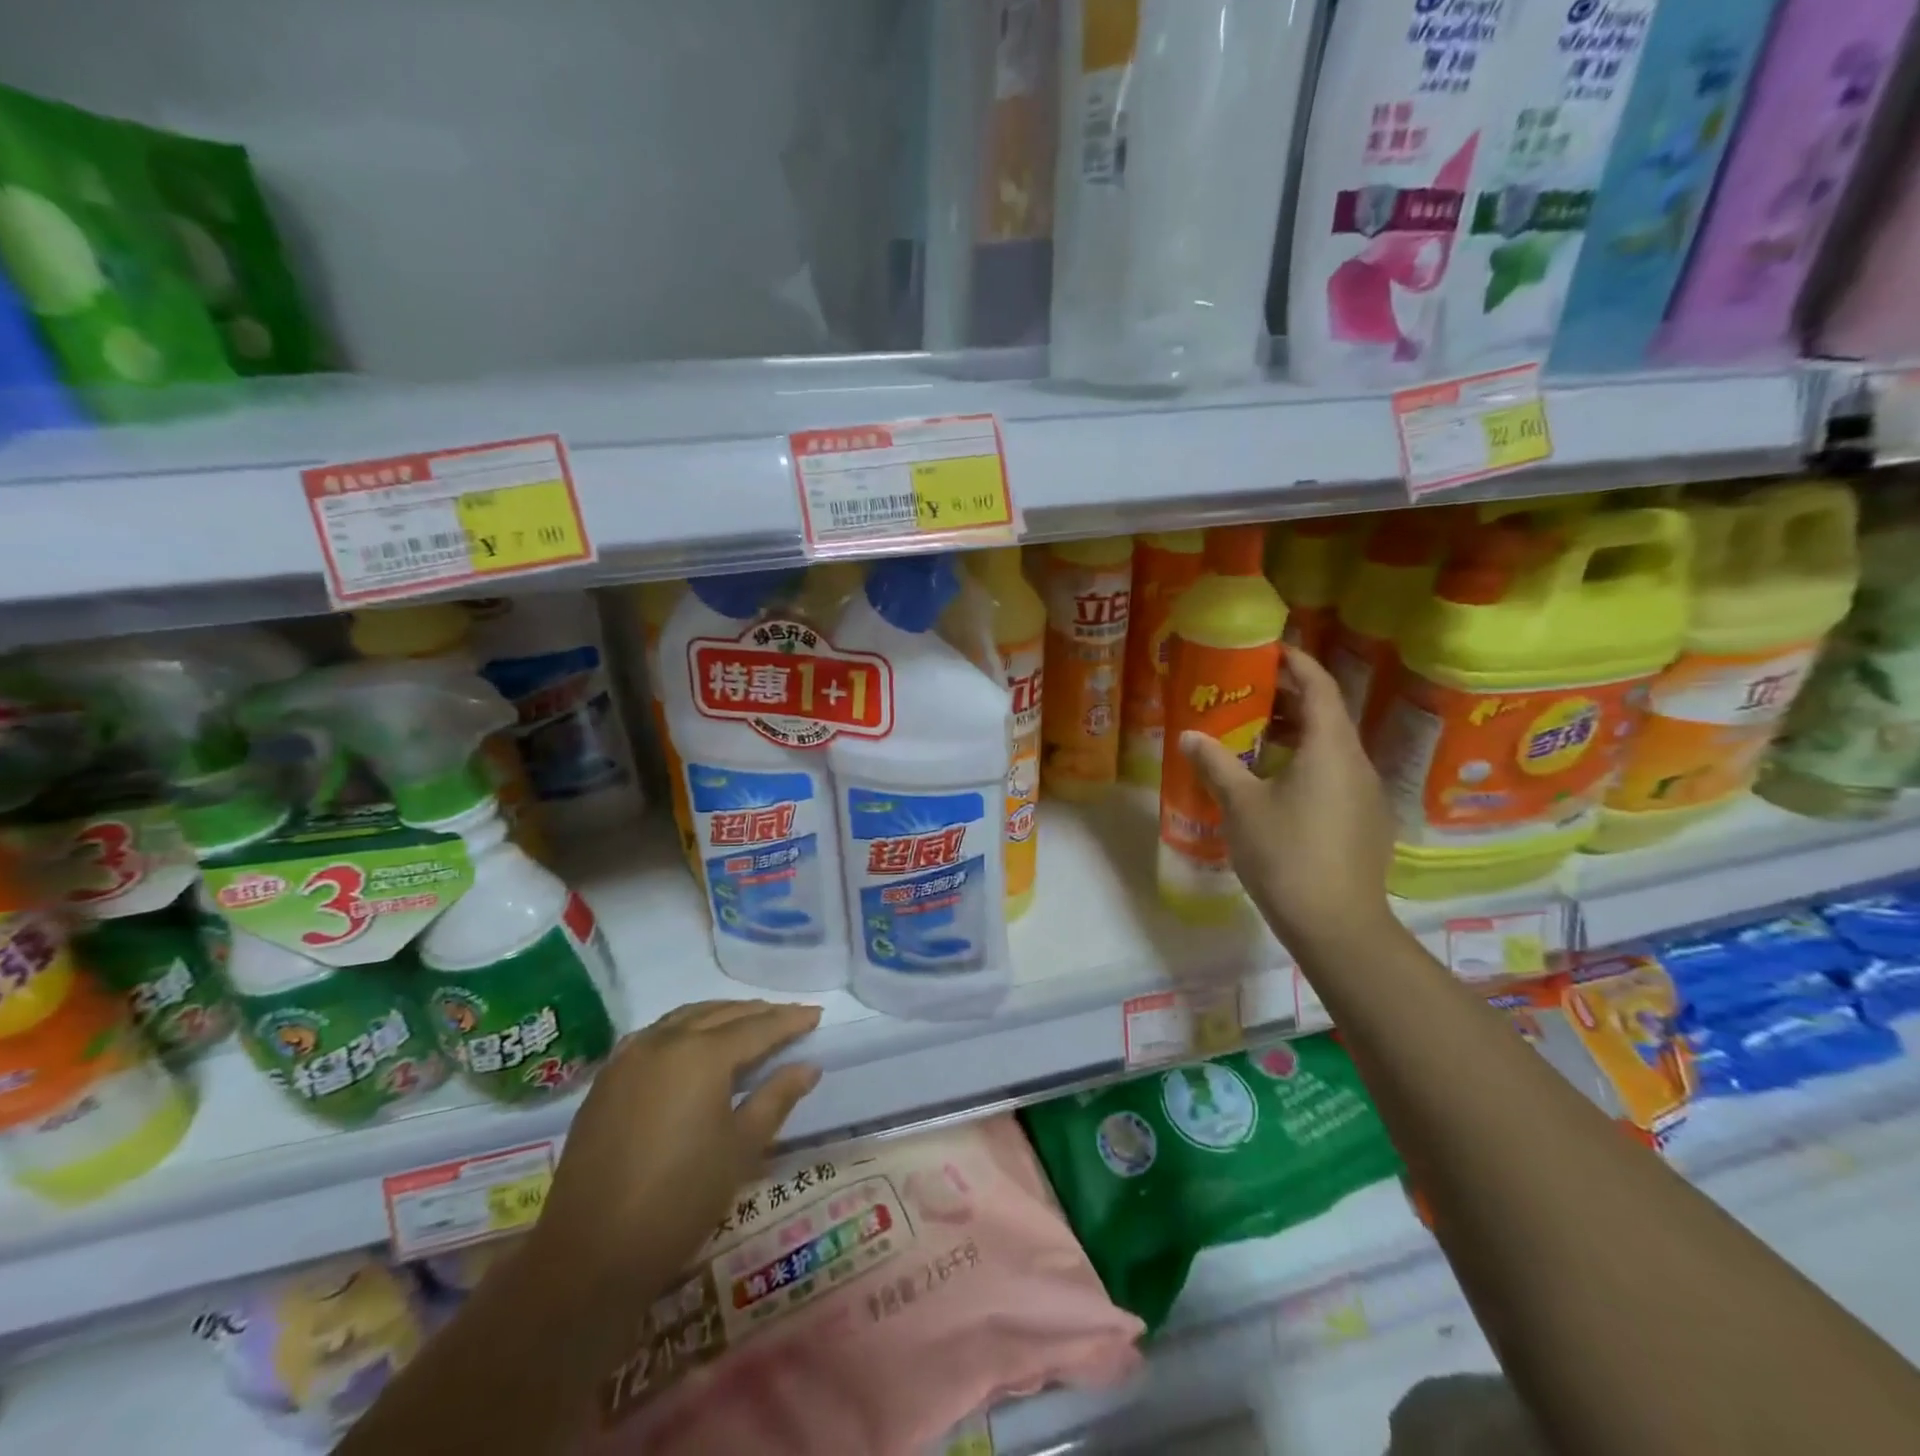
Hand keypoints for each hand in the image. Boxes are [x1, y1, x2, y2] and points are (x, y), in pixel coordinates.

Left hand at [532, 1001, 821, 1305]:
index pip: (758, 1027)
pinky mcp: (607, 1079)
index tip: (816, 1014)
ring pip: (685, 1017)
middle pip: (721, 1014)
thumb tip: (808, 1066)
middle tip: (788, 1018)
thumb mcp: (741, 1148)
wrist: (590, 1254)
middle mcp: (665, 1041)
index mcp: (702, 1054)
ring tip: (747, 1023)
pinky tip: (692, 1043)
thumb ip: (776, 1097)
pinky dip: (684, 1028)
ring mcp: (630, 1056)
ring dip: (720, 1015)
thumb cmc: (680, 1200)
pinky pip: (655, 1034)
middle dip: (758, 1014)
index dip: (790, 1020)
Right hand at [1179, 648, 1395, 950]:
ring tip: (1257, 737)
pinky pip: (1336, 776)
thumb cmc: (1286, 854)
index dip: (1296, 663)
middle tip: (1250, 694)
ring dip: (1298, 734)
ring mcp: (1367, 795)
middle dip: (1290, 699)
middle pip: (1328, 715)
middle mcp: (1357, 763)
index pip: (1319, 687)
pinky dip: (1308, 764)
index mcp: (1330, 748)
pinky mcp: (1367, 823)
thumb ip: (1216, 764)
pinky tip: (1278, 786)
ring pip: (1332, 748)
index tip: (1270, 650)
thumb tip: (1189, 735)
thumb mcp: (1241, 805)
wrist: (1336, 925)